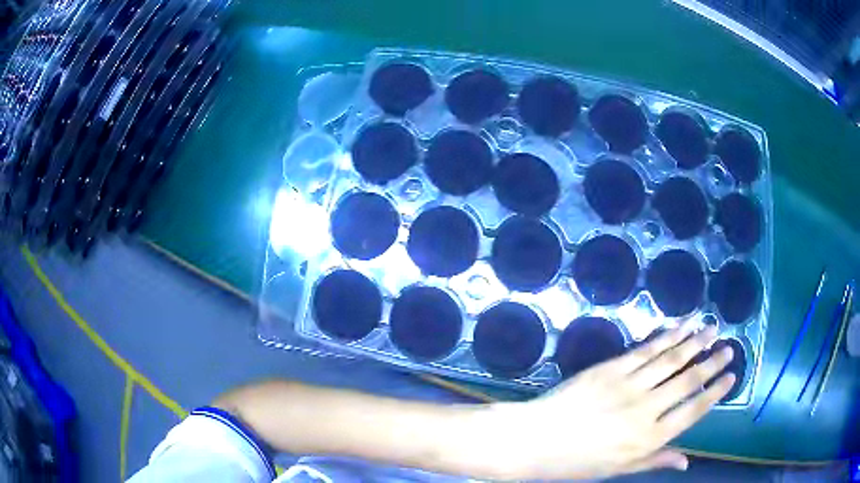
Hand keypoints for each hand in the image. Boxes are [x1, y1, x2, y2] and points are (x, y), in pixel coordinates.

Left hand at [486, 325, 732, 480]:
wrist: (536, 440)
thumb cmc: (577, 462)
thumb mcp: (619, 469)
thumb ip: (655, 461)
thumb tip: (688, 461)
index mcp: (649, 439)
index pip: (693, 410)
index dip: (715, 391)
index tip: (731, 376)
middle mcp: (646, 409)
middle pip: (688, 380)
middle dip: (712, 362)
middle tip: (729, 347)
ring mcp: (629, 385)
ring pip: (671, 359)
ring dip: (695, 341)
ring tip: (712, 328)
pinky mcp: (612, 368)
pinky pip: (645, 349)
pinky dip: (666, 336)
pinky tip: (679, 326)